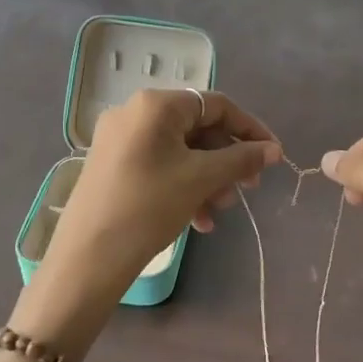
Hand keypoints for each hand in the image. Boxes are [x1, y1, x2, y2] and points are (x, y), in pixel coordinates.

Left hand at [11, 89, 280, 359]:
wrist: (88, 256)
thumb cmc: (149, 206)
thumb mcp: (201, 179)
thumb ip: (241, 159)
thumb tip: (273, 150)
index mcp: (155, 105)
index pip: (216, 105)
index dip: (249, 129)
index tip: (272, 156)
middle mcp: (134, 113)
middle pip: (197, 128)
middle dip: (226, 160)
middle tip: (247, 190)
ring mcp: (120, 139)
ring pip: (180, 151)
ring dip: (208, 178)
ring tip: (219, 211)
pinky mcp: (112, 165)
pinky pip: (160, 165)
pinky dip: (183, 186)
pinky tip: (198, 221)